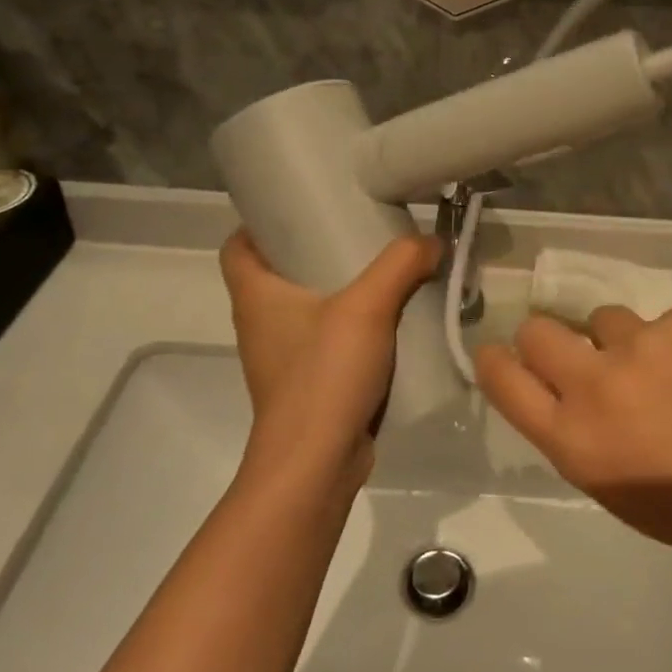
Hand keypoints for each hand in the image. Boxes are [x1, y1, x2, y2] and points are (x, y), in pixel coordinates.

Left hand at [220, 231, 440, 489]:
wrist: (316, 464)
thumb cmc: (324, 375)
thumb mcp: (367, 307)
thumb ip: (401, 264)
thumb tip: (433, 241)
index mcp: (256, 296)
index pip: (238, 246)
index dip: (260, 223)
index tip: (302, 207)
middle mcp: (261, 323)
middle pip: (278, 273)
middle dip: (315, 249)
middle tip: (358, 229)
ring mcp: (284, 357)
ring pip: (308, 307)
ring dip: (339, 289)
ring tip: (383, 271)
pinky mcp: (309, 382)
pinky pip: (328, 340)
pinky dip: (354, 326)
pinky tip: (391, 320)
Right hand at [475, 304, 671, 569]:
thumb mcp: (619, 493)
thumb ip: (579, 437)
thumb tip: (564, 395)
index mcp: (575, 440)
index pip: (504, 380)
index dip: (494, 361)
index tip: (496, 353)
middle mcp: (598, 382)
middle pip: (538, 330)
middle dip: (547, 340)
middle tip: (578, 355)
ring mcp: (644, 342)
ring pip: (605, 319)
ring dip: (622, 342)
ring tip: (668, 372)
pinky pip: (664, 320)